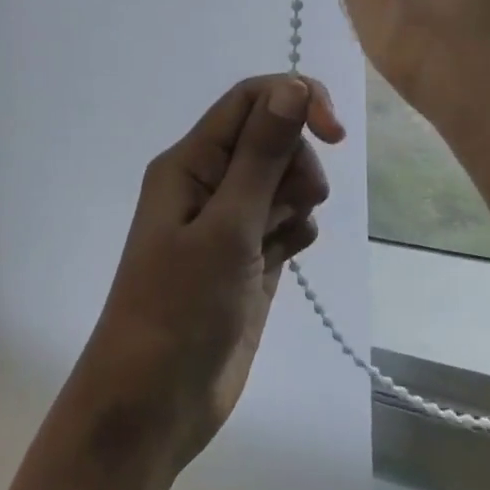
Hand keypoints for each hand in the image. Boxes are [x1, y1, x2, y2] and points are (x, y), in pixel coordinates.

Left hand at [68, 74, 342, 471]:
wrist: (155, 402)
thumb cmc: (179, 310)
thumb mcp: (225, 228)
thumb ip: (260, 156)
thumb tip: (293, 86)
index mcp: (189, 162)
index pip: (250, 99)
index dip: (297, 100)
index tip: (335, 134)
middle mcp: (207, 183)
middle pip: (273, 137)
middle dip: (296, 163)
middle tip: (289, 207)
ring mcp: (228, 222)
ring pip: (283, 180)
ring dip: (296, 201)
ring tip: (277, 244)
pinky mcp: (246, 258)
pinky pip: (285, 221)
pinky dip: (294, 232)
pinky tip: (283, 260)